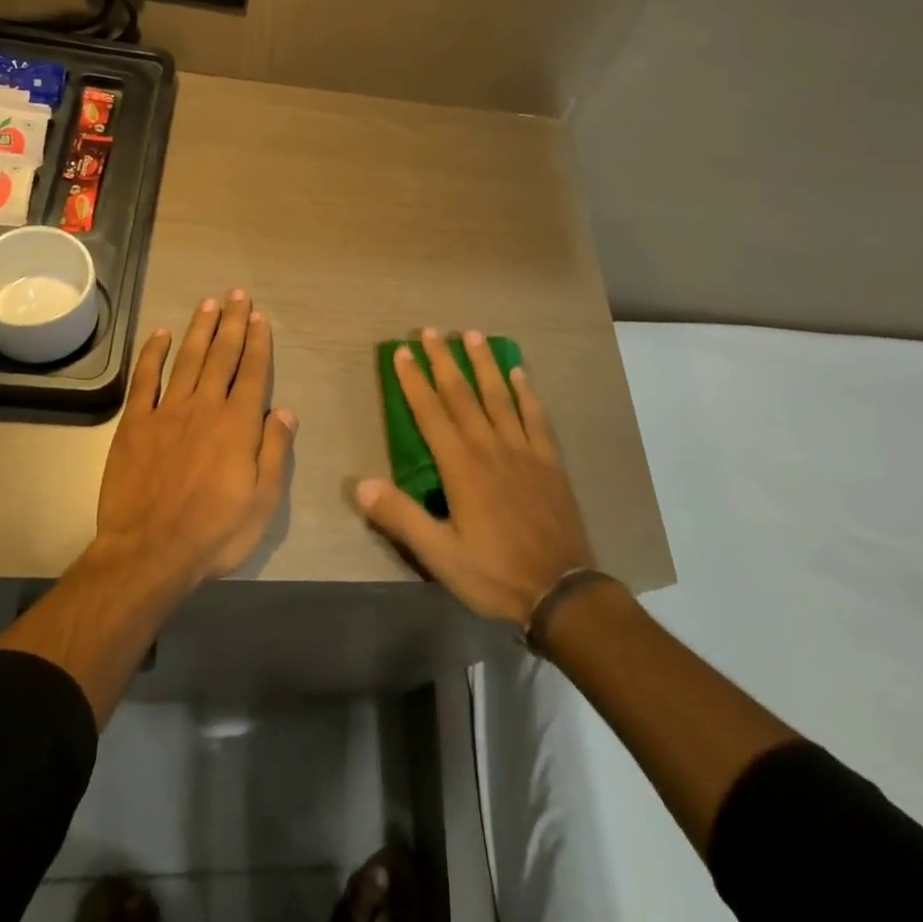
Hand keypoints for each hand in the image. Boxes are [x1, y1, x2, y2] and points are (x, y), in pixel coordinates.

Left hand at [95, 290, 295, 586]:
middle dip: (232, 323)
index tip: (260, 318)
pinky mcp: (135, 423)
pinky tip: (160, 334)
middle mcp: (205, 407)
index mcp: (238, 424)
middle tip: (237, 295)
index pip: (252, 372)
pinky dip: (153, 354)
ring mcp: (167, 412)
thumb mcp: (263, 501)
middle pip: (222, 356)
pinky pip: (146, 380)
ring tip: (209, 304)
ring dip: (199, 329)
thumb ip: (275, 451)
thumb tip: (286, 411)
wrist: (148, 553)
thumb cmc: (214, 532)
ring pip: (188, 359)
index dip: (258, 343)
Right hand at [355, 328, 594, 627]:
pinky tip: (520, 372)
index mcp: (461, 466)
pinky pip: (536, 416)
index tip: (402, 353)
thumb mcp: (439, 555)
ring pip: (499, 395)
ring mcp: (523, 450)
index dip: (414, 381)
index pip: (430, 413)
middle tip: (431, 331)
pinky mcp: (549, 460)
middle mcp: (490, 447)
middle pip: (462, 394)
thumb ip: (401, 517)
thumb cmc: (494, 573)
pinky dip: (526, 392)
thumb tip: (361, 484)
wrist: (560, 590)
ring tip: (472, 334)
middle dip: (444, 360)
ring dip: (483, 363)